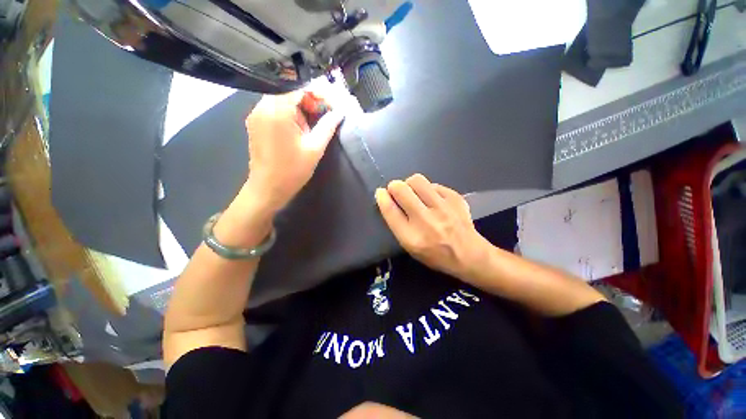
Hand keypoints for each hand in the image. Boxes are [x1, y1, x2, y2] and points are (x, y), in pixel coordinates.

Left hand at [243, 89, 343, 211]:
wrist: (267, 189)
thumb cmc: (292, 171)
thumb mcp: (315, 149)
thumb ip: (327, 127)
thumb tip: (339, 113)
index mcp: (277, 111)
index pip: (298, 86)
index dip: (317, 92)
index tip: (330, 105)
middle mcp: (262, 107)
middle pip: (289, 90)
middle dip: (309, 100)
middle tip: (323, 116)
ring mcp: (256, 114)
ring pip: (282, 99)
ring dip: (300, 107)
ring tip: (312, 126)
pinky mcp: (255, 122)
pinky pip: (275, 108)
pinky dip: (290, 113)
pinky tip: (299, 129)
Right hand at [375, 174, 490, 278]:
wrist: (470, 255)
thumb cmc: (435, 255)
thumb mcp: (410, 247)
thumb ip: (397, 224)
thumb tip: (387, 198)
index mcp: (412, 238)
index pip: (390, 210)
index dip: (382, 197)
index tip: (380, 193)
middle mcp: (426, 221)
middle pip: (401, 190)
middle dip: (394, 186)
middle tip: (397, 191)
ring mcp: (443, 208)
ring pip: (417, 180)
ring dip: (410, 184)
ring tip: (414, 193)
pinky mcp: (455, 198)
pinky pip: (433, 184)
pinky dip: (428, 190)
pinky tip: (432, 199)